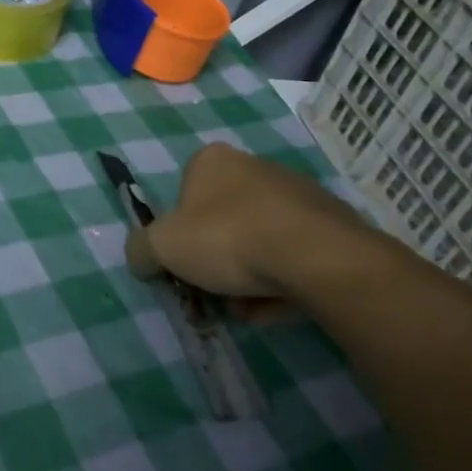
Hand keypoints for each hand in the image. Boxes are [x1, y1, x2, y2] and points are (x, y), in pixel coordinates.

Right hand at [125, 143, 391, 311]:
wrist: (314, 256)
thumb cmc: (227, 238)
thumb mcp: (162, 246)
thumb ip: (140, 249)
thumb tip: (141, 258)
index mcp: (213, 161)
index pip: (185, 193)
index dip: (179, 231)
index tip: (182, 263)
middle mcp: (255, 167)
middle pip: (223, 220)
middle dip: (215, 260)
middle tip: (211, 292)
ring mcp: (298, 194)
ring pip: (259, 241)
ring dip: (247, 276)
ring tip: (245, 309)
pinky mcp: (331, 225)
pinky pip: (294, 257)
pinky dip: (281, 282)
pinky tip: (275, 308)